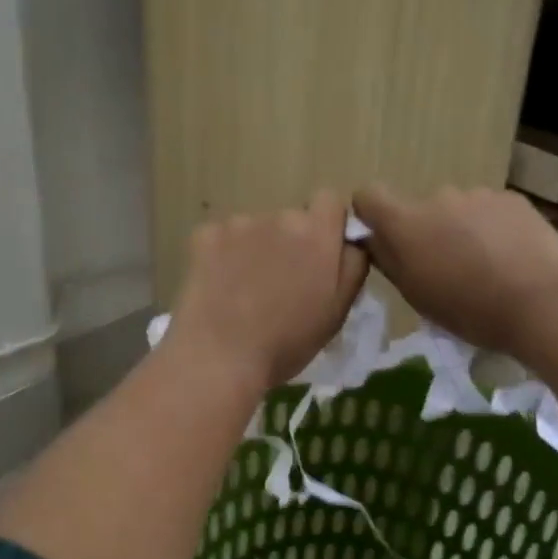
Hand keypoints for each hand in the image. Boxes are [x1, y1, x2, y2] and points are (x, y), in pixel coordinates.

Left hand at [166, 191, 369, 393]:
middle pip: (292, 218)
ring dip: (257, 248)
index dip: (328, 225)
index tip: (320, 256)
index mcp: (317, 233)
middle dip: (291, 242)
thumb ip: (353, 265)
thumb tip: (350, 240)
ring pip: (257, 228)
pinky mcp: (205, 235)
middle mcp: (280, 216)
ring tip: (247, 290)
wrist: (220, 358)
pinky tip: (220, 287)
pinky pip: (223, 237)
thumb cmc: (287, 342)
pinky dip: (224, 255)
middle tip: (281, 284)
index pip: (330, 201)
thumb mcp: (338, 310)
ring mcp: (238, 223)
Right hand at [353, 184, 557, 354]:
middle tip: (449, 268)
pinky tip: (513, 257)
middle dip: (428, 232)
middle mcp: (438, 197)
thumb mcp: (417, 296)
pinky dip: (494, 228)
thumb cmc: (470, 309)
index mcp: (406, 223)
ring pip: (458, 210)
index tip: (384, 238)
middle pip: (420, 209)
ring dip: (462, 230)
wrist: (543, 302)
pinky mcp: (512, 199)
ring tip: (487, 266)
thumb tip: (376, 240)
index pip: (368, 196)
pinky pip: (491, 210)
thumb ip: (390, 261)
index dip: (371, 214)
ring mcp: (478, 194)